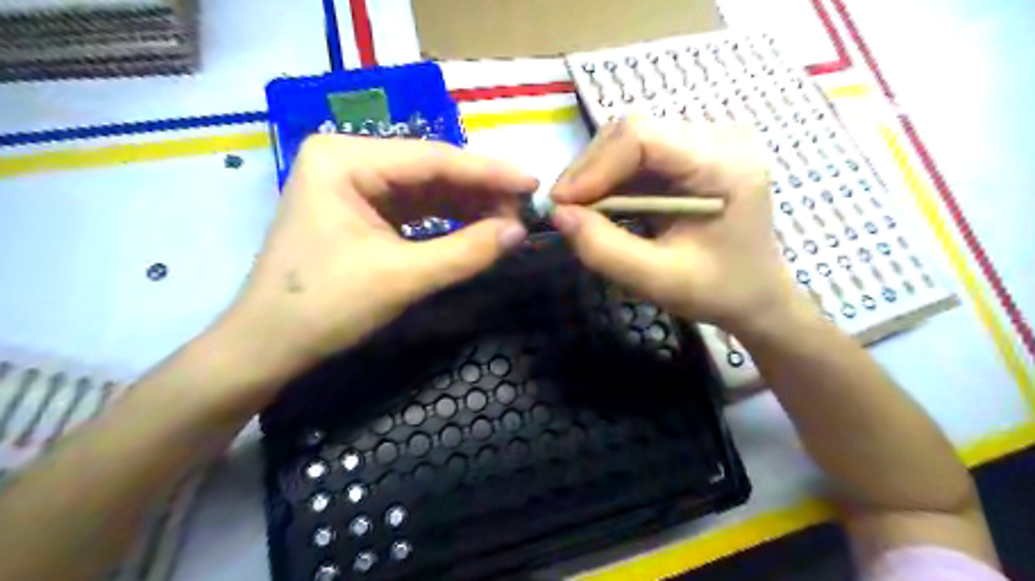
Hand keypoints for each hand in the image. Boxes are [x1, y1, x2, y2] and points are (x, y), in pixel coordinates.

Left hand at [212, 134, 532, 382]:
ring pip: (426, 189)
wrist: (268, 346)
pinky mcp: (359, 210)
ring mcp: (352, 184)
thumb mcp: (402, 278)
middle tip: (525, 210)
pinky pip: (414, 208)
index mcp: (345, 158)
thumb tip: (520, 232)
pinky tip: (477, 227)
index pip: (433, 159)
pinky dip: (447, 220)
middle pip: (430, 170)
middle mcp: (347, 159)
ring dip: (468, 206)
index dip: (489, 173)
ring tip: (509, 221)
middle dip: (480, 191)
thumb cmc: (325, 307)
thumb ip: (466, 252)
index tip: (534, 183)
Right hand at [553, 116, 794, 335]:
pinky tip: (599, 206)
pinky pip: (638, 157)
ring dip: (596, 175)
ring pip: (630, 141)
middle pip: (633, 132)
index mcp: (724, 165)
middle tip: (563, 210)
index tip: (561, 204)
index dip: (594, 167)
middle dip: (589, 170)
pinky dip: (610, 181)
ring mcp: (704, 145)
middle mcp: (717, 139)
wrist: (756, 296)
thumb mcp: (657, 280)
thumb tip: (558, 214)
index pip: (643, 138)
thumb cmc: (717, 291)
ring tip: (577, 210)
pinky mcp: (691, 157)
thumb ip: (604, 249)